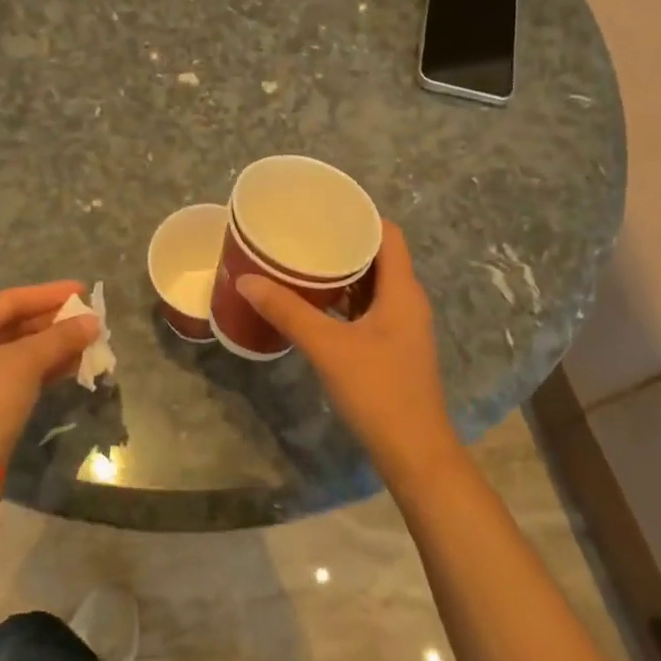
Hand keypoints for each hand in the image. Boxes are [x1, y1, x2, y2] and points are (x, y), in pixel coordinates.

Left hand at [0, 282, 98, 471]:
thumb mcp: (26, 362)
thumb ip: (61, 337)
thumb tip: (94, 321)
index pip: (11, 300)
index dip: (49, 294)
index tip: (83, 290)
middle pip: (14, 324)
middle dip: (54, 322)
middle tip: (89, 318)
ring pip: (19, 351)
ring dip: (54, 346)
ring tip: (89, 341)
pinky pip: (18, 373)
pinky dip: (44, 367)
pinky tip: (73, 366)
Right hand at [237, 221, 458, 486]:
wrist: (414, 453)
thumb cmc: (378, 391)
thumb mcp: (328, 347)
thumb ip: (287, 312)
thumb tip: (246, 280)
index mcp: (402, 290)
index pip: (388, 234)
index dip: (360, 215)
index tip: (323, 207)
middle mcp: (407, 301)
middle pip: (378, 257)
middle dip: (342, 242)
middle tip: (302, 232)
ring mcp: (401, 326)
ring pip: (372, 285)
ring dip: (342, 272)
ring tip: (302, 261)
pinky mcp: (392, 348)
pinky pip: (367, 308)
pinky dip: (343, 299)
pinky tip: (314, 303)